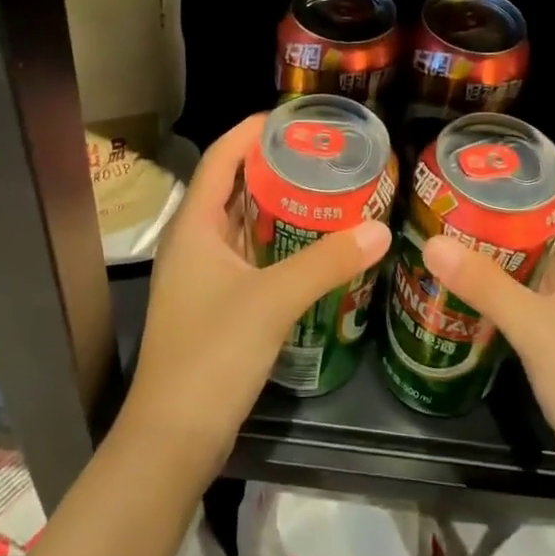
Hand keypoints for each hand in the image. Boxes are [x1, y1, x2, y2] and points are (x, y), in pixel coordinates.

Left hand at [119, 114, 391, 478]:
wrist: (174, 438)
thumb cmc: (212, 354)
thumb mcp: (273, 301)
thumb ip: (326, 262)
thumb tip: (380, 229)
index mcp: (194, 226)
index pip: (219, 158)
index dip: (249, 131)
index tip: (291, 117)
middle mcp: (194, 242)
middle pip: (231, 186)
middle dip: (271, 165)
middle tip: (320, 154)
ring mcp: (203, 276)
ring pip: (241, 223)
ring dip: (276, 205)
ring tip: (323, 189)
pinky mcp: (216, 304)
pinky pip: (249, 256)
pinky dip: (277, 242)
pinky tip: (311, 245)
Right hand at [420, 156, 554, 494]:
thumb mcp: (536, 328)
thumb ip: (485, 284)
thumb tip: (431, 242)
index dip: (534, 156)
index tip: (484, 150)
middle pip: (551, 208)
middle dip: (506, 194)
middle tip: (452, 184)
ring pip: (540, 245)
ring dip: (501, 233)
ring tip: (450, 218)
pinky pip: (533, 280)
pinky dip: (504, 269)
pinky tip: (467, 271)